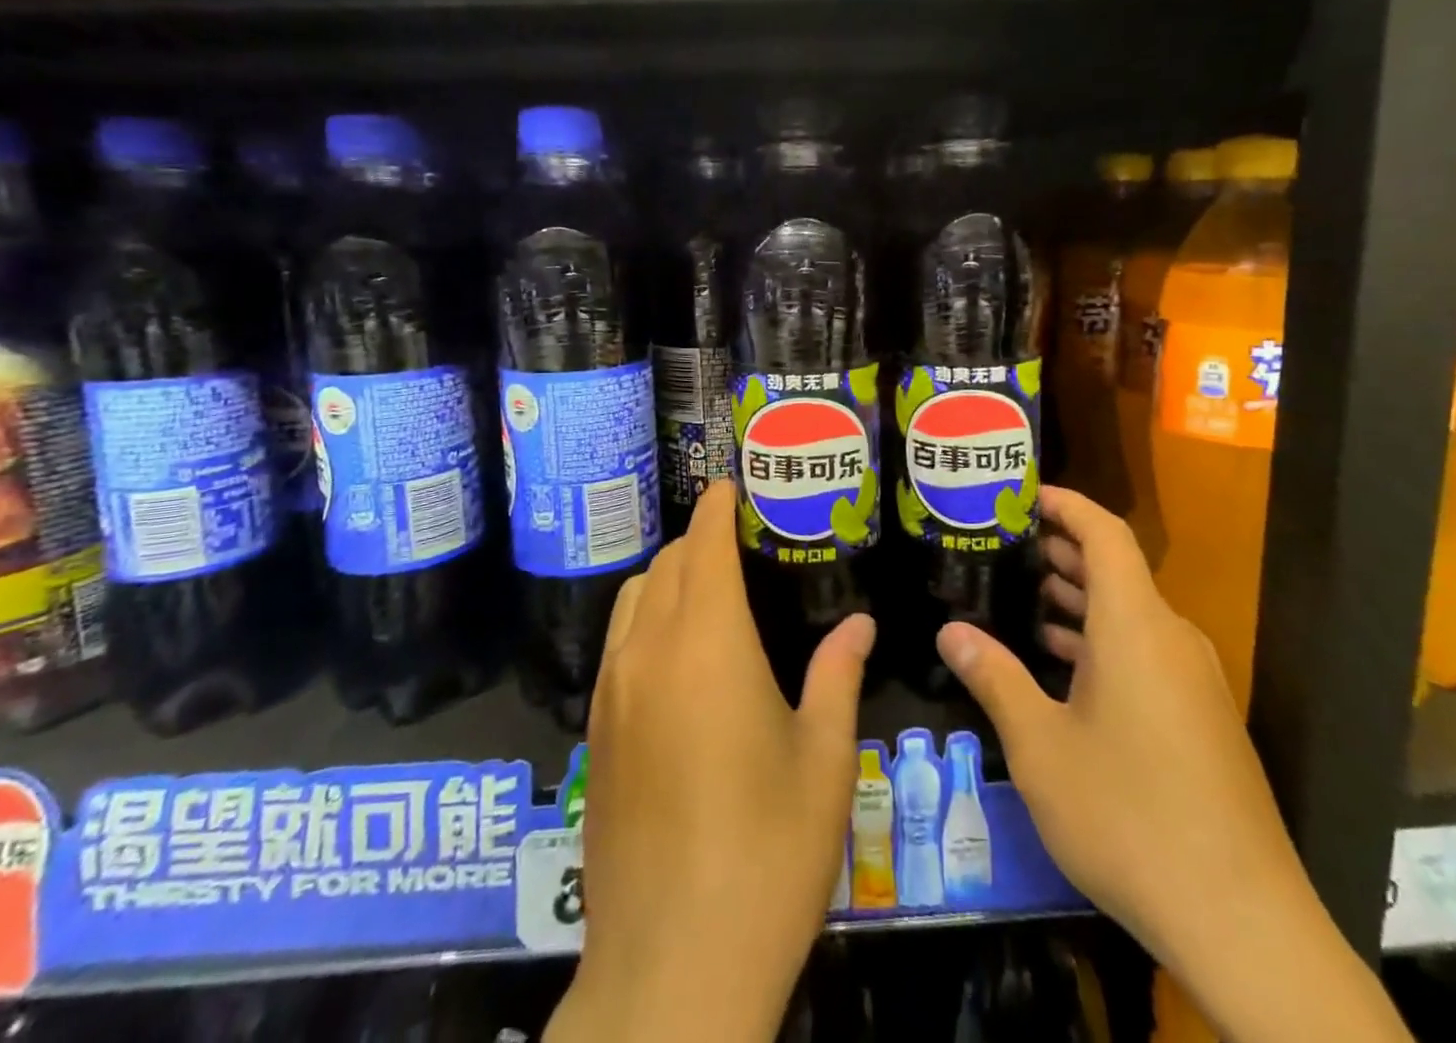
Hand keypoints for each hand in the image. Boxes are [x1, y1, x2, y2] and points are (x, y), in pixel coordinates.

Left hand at [546, 480, 875, 1042]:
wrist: (671, 969)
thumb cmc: (766, 855)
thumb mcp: (824, 761)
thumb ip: (838, 676)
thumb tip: (859, 624)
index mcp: (707, 643)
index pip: (703, 545)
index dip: (717, 507)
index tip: (733, 486)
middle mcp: (649, 652)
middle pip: (666, 565)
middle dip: (699, 540)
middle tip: (739, 541)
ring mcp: (613, 693)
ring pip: (633, 600)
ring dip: (668, 577)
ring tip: (708, 590)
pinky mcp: (596, 734)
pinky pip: (617, 645)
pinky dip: (645, 620)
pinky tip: (677, 654)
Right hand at [936, 486, 1410, 1042]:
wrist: (1242, 923)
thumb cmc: (1128, 814)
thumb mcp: (1040, 745)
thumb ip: (995, 677)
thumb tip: (951, 631)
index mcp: (1135, 626)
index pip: (1104, 533)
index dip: (1065, 504)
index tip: (1022, 495)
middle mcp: (1170, 638)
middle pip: (1117, 569)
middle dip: (1061, 550)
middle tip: (1004, 546)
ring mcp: (1193, 680)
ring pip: (1130, 613)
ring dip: (1080, 598)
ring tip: (1023, 596)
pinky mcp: (1202, 717)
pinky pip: (1145, 651)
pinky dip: (1102, 640)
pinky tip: (1063, 665)